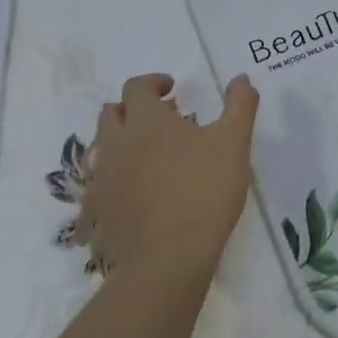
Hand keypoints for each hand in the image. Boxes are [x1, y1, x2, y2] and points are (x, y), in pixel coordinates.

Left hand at [83, 73, 259, 281]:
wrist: (168, 259)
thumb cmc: (204, 192)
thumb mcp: (234, 143)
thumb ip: (240, 105)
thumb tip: (241, 78)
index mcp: (146, 121)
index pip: (137, 87)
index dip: (153, 83)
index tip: (172, 90)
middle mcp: (116, 143)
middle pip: (111, 113)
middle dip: (133, 109)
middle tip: (162, 119)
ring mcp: (102, 178)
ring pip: (102, 147)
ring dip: (122, 140)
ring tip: (150, 155)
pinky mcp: (97, 211)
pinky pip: (99, 184)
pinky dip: (115, 178)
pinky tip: (136, 192)